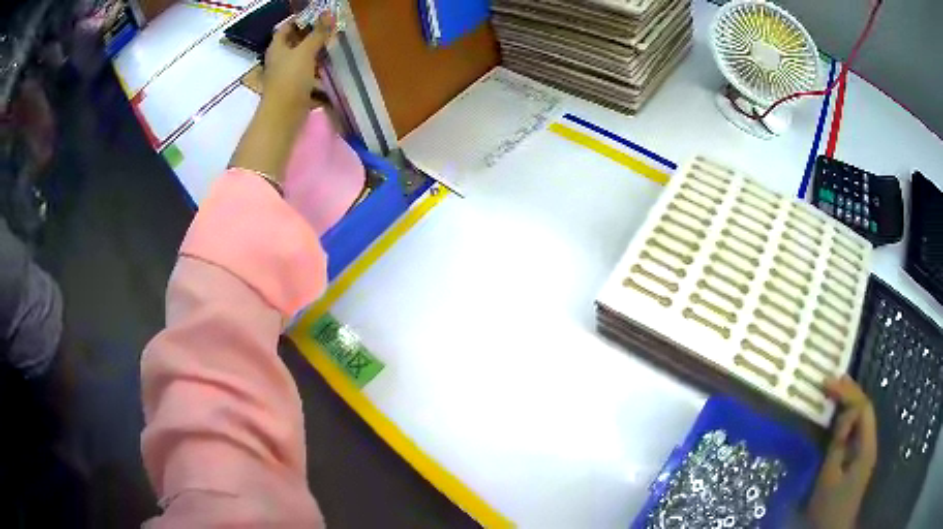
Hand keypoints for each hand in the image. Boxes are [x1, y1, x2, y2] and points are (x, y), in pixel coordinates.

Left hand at [262, 14, 334, 113]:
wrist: (284, 115)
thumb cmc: (290, 79)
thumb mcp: (306, 52)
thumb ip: (317, 33)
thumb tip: (329, 14)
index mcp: (277, 48)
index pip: (285, 28)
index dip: (299, 20)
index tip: (317, 17)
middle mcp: (279, 60)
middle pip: (295, 44)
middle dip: (311, 37)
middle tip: (329, 31)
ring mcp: (286, 76)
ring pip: (302, 60)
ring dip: (316, 55)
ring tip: (333, 49)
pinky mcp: (294, 89)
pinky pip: (308, 77)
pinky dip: (318, 73)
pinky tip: (330, 71)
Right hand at [807, 376, 877, 528]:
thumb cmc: (829, 506)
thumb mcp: (829, 477)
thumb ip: (838, 444)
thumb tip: (845, 415)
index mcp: (866, 445)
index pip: (863, 407)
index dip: (847, 392)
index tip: (827, 383)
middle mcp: (869, 442)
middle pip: (865, 409)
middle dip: (849, 392)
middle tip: (831, 380)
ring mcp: (864, 451)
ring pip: (861, 418)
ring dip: (849, 402)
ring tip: (835, 390)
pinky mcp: (857, 459)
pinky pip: (855, 431)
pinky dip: (847, 419)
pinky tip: (838, 416)